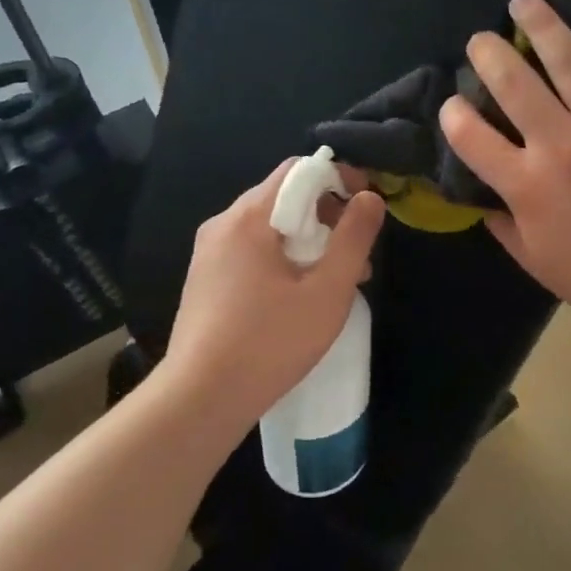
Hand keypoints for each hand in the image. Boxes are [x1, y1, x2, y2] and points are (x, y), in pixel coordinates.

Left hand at [162, 160, 385, 424]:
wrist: (199, 400)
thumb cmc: (270, 342)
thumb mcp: (327, 291)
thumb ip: (353, 238)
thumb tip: (370, 198)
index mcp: (248, 217)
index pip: (299, 170)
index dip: (340, 179)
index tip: (367, 207)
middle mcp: (223, 225)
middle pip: (284, 198)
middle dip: (328, 218)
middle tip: (357, 257)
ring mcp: (209, 254)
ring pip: (270, 228)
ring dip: (309, 243)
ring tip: (336, 283)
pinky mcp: (206, 280)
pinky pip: (252, 252)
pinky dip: (284, 260)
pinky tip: (299, 298)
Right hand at [439, 0, 570, 353]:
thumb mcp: (538, 262)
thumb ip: (503, 224)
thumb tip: (480, 196)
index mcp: (528, 187)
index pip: (471, 136)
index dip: (452, 115)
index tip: (452, 105)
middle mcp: (563, 145)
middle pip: (513, 82)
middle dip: (487, 53)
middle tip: (481, 39)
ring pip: (568, 59)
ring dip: (540, 23)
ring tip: (524, 1)